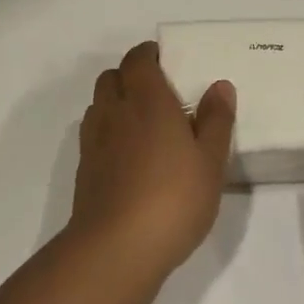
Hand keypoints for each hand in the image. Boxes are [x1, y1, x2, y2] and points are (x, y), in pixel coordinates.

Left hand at [67, 41, 235, 280]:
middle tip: (159, 92)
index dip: (149, 54)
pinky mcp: (85, 169)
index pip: (138, 60)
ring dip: (117, 102)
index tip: (167, 61)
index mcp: (147, 101)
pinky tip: (131, 156)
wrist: (117, 248)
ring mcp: (94, 141)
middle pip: (112, 77)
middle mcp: (115, 112)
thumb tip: (219, 86)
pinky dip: (109, 132)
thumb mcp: (210, 160)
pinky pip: (95, 134)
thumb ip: (216, 120)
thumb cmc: (173, 198)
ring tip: (145, 123)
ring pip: (100, 104)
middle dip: (131, 76)